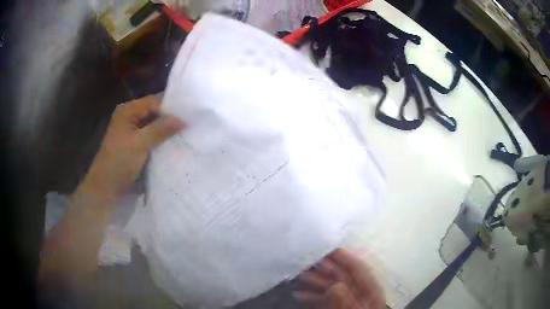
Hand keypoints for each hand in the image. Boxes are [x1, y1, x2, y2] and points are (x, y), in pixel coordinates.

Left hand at [39, 96, 183, 283]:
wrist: (106, 188)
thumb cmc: (119, 162)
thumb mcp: (139, 143)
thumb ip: (161, 129)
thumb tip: (184, 119)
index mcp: (128, 110)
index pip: (154, 101)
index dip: (171, 107)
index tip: (191, 114)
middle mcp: (130, 117)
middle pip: (155, 113)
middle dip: (171, 119)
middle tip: (191, 124)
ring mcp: (133, 132)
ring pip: (154, 126)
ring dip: (167, 131)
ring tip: (187, 133)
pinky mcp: (136, 145)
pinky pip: (152, 137)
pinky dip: (162, 140)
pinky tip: (175, 143)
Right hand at [295, 249, 384, 308]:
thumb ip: (345, 303)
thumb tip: (336, 286)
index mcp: (371, 293)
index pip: (361, 271)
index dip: (348, 259)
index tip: (332, 250)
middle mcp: (360, 295)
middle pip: (344, 278)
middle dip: (326, 270)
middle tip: (309, 262)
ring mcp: (347, 302)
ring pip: (332, 288)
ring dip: (316, 282)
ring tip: (301, 276)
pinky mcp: (336, 308)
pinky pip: (325, 300)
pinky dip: (313, 297)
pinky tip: (300, 295)